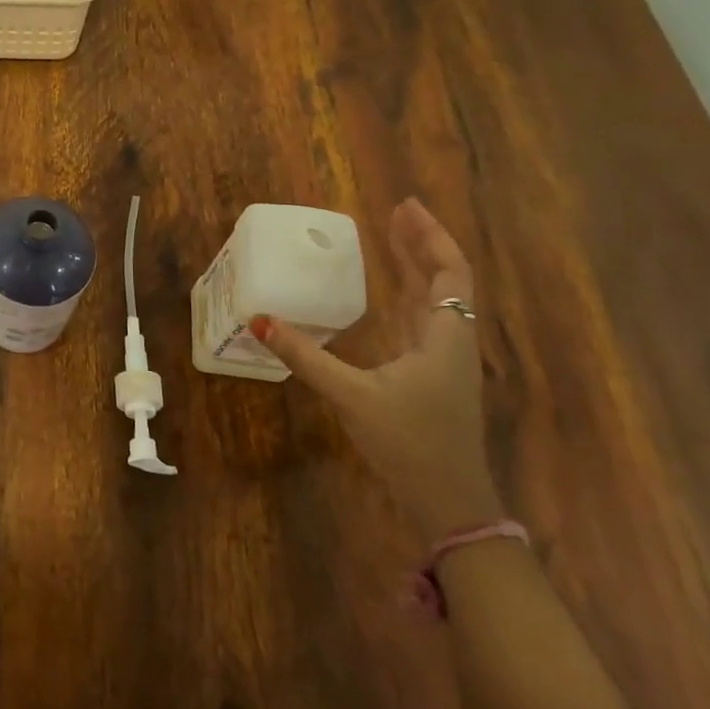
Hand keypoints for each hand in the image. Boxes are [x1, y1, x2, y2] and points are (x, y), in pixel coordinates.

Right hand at [253, 198, 501, 541]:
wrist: (449, 502)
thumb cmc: (409, 442)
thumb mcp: (352, 396)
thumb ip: (305, 357)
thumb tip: (258, 319)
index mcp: (445, 337)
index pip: (449, 273)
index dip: (430, 236)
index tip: (404, 206)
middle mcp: (451, 341)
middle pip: (445, 280)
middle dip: (421, 244)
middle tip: (394, 211)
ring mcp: (444, 360)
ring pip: (437, 300)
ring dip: (417, 267)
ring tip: (392, 239)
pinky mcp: (432, 376)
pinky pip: (424, 320)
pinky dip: (409, 295)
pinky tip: (389, 294)